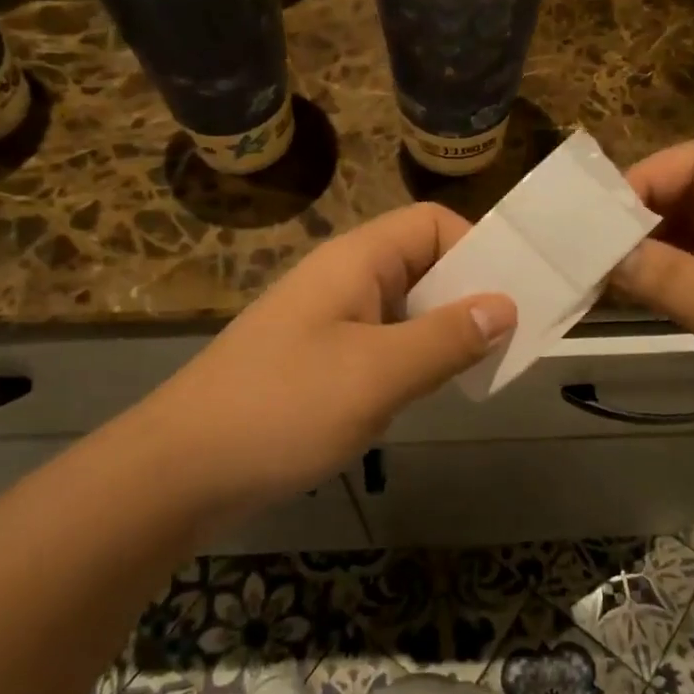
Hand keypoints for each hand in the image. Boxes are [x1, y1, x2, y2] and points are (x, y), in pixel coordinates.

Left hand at [128, 203, 515, 519]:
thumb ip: (445, 338)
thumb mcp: (378, 374)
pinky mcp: (315, 362)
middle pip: (420, 263)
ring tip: (479, 369)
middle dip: (467, 294)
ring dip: (441, 331)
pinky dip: (411, 360)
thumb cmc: (283, 408)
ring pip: (402, 308)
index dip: (476, 247)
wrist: (181, 470)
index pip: (430, 223)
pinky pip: (379, 344)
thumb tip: (504, 305)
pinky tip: (425, 394)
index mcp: (355, 261)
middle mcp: (341, 280)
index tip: (512, 295)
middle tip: (509, 339)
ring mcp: (325, 321)